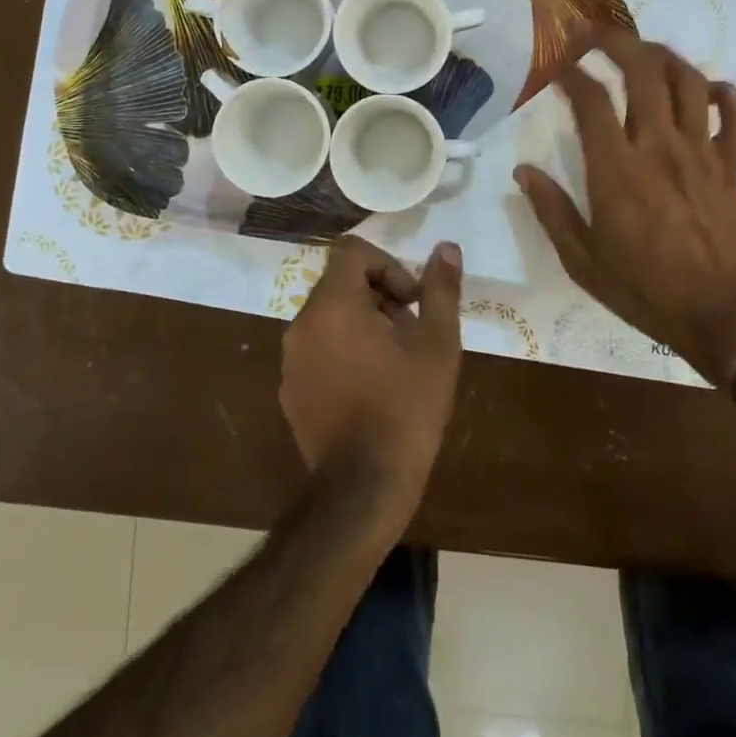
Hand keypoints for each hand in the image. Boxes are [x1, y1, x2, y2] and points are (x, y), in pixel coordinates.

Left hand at [281, 236, 462, 519]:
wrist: (363, 489)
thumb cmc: (406, 409)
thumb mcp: (437, 345)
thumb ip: (441, 290)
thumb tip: (446, 248)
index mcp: (333, 304)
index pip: (352, 251)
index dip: (388, 265)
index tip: (412, 301)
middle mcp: (302, 323)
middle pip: (341, 283)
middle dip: (380, 296)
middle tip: (411, 333)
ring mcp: (290, 359)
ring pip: (330, 317)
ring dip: (363, 324)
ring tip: (396, 363)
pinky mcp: (289, 390)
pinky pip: (318, 350)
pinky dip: (343, 352)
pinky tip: (371, 389)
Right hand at [514, 29, 735, 382]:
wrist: (725, 315)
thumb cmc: (646, 289)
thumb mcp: (583, 261)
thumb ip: (551, 211)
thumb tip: (523, 172)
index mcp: (616, 169)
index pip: (591, 100)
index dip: (571, 73)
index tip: (557, 67)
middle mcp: (659, 146)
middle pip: (643, 71)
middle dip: (616, 42)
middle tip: (595, 36)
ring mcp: (702, 152)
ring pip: (688, 81)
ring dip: (664, 57)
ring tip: (644, 54)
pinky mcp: (732, 166)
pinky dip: (725, 94)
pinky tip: (707, 91)